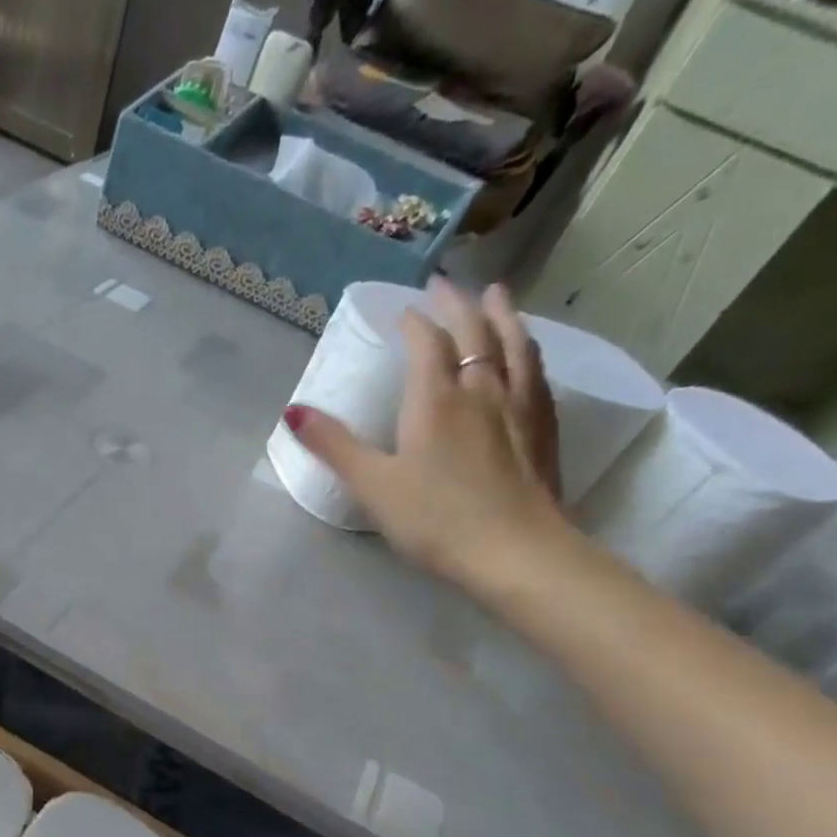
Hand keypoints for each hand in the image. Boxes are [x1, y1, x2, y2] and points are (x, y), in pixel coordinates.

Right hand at [285, 278, 568, 583]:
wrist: (515, 553)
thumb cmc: (435, 520)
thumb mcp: (373, 485)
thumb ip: (334, 446)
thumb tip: (292, 411)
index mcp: (436, 399)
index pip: (427, 343)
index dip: (414, 322)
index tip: (404, 312)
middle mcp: (482, 390)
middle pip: (474, 332)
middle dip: (458, 304)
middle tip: (447, 284)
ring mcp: (519, 408)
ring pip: (515, 345)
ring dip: (504, 315)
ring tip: (498, 296)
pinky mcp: (544, 431)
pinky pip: (538, 376)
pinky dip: (530, 353)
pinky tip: (530, 358)